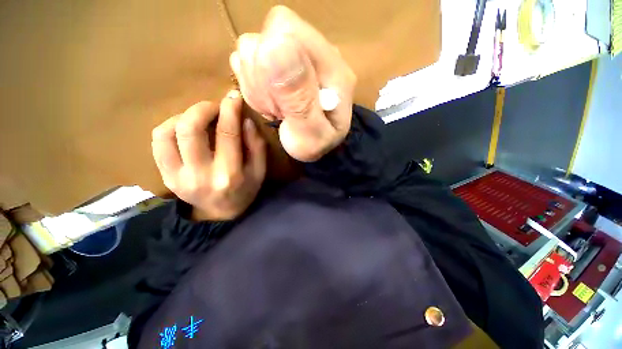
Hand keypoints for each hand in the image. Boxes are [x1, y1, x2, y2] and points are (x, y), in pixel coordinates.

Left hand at [151, 90, 265, 220]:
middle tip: (215, 106)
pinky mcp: (165, 176)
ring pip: (168, 132)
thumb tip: (245, 121)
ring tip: (199, 117)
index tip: (233, 97)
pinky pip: (158, 143)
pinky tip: (183, 129)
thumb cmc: (244, 192)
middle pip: (191, 129)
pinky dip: (169, 127)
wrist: (219, 214)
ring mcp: (177, 176)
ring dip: (184, 116)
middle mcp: (200, 174)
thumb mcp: (259, 172)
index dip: (230, 111)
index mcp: (229, 174)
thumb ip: (257, 147)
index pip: (227, 134)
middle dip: (203, 108)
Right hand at [230, 6, 356, 161]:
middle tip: (279, 110)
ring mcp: (296, 55)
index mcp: (332, 66)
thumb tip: (273, 46)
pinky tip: (269, 102)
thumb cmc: (314, 144)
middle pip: (265, 36)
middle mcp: (315, 52)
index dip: (269, 64)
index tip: (279, 102)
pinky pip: (248, 61)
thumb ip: (299, 98)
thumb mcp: (311, 133)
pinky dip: (252, 86)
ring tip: (277, 109)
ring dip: (256, 86)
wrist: (311, 146)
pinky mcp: (279, 62)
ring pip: (252, 49)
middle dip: (262, 80)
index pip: (286, 30)